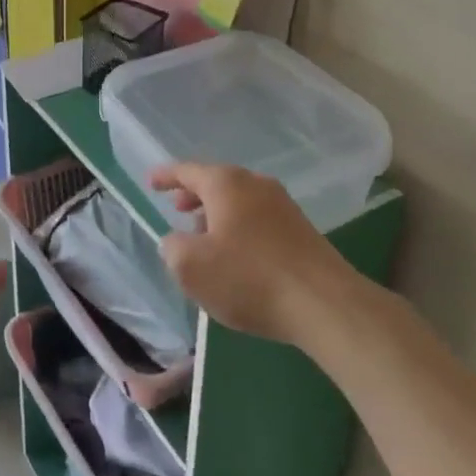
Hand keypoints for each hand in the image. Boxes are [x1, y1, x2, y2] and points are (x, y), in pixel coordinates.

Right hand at [150, 162, 354, 346]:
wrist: (325, 304)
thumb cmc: (249, 278)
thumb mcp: (191, 267)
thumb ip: (172, 248)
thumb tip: (177, 241)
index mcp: (226, 183)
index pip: (188, 171)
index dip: (166, 176)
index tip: (150, 182)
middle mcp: (255, 184)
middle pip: (216, 182)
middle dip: (194, 194)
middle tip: (176, 207)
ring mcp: (283, 206)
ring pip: (239, 201)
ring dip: (217, 214)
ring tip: (203, 236)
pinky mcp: (301, 231)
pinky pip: (258, 218)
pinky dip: (239, 227)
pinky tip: (236, 255)